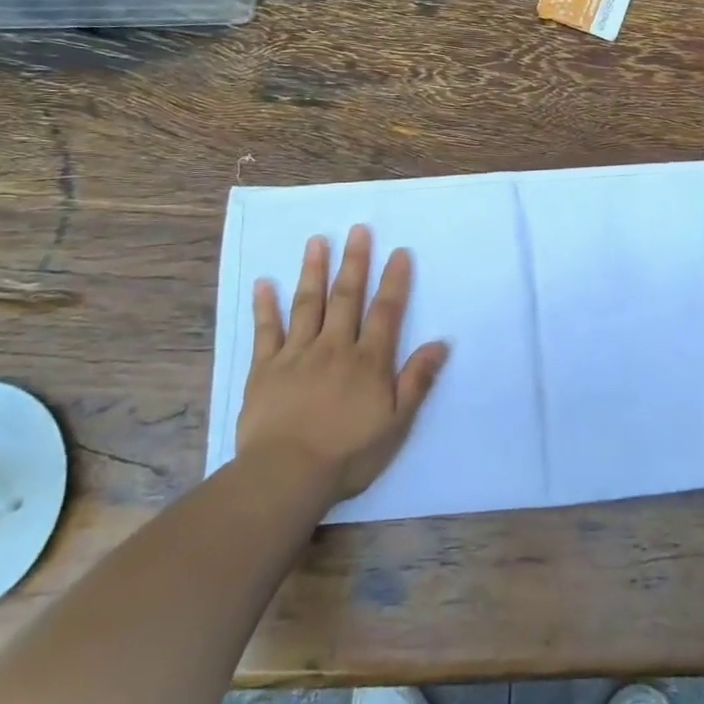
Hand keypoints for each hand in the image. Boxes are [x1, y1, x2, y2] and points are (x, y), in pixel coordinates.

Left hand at [236, 225, 448, 504]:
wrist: (287, 474)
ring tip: (317, 241)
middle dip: (354, 261)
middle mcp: (334, 346)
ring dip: (313, 271)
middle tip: (358, 229)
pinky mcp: (265, 367)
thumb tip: (440, 343)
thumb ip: (416, 381)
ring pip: (307, 304)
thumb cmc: (348, 454)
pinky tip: (263, 282)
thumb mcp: (396, 424)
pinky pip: (266, 330)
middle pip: (346, 297)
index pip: (385, 311)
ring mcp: (297, 353)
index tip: (399, 251)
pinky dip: (265, 305)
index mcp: (367, 361)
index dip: (394, 280)